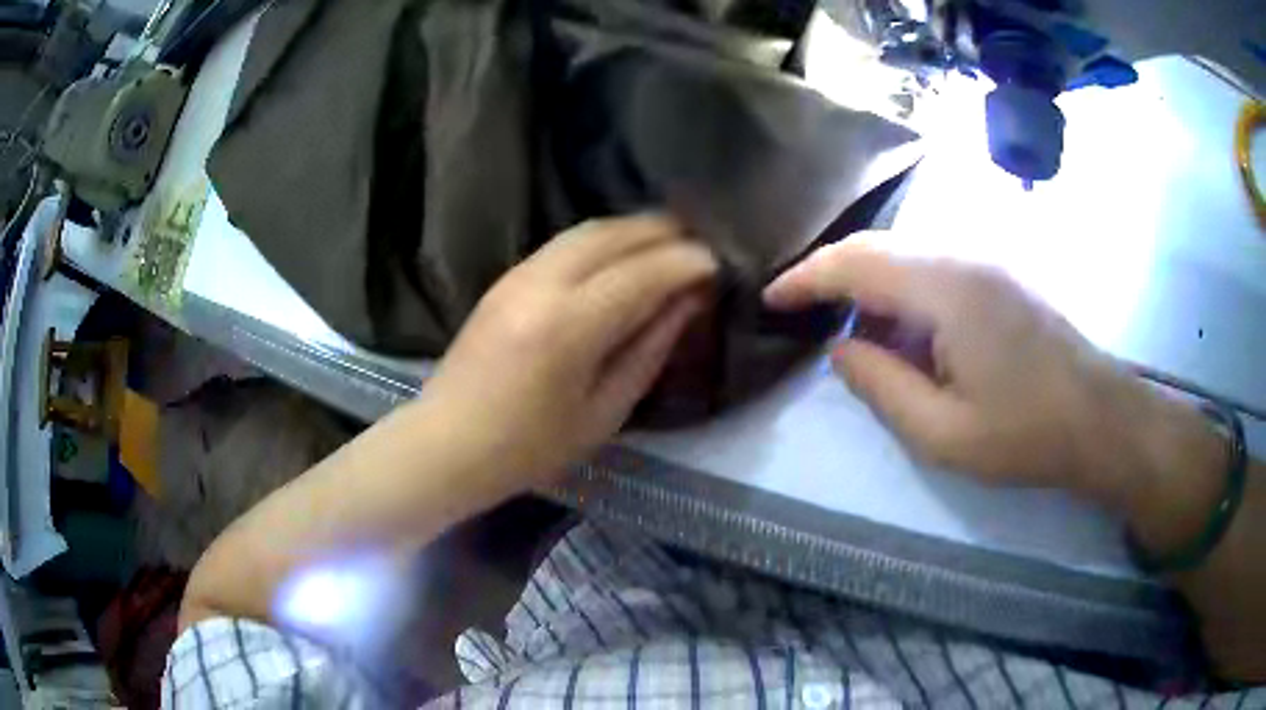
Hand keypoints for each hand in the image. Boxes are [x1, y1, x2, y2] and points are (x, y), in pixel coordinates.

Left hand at [420, 214, 715, 486]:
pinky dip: (605, 239)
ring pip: (589, 229)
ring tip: (671, 243)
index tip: (719, 266)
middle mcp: (543, 283)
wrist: (448, 443)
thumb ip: (649, 349)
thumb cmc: (529, 447)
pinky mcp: (506, 276)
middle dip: (666, 232)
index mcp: (569, 325)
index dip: (687, 263)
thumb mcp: (604, 412)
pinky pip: (566, 241)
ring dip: (635, 229)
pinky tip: (623, 255)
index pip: (644, 272)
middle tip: (701, 245)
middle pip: (616, 234)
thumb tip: (687, 302)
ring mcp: (519, 273)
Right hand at [763, 235, 1187, 504]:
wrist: (1098, 417)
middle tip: (804, 315)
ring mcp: (987, 257)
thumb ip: (881, 386)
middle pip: (878, 246)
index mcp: (947, 288)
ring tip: (864, 340)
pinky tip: (912, 335)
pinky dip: (906, 291)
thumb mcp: (942, 433)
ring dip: (873, 287)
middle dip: (833, 276)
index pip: (856, 263)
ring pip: (906, 253)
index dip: (806, 277)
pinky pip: (936, 265)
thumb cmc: (1025, 434)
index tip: (770, 298)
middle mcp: (963, 254)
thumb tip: (840, 348)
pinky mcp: (1001, 270)